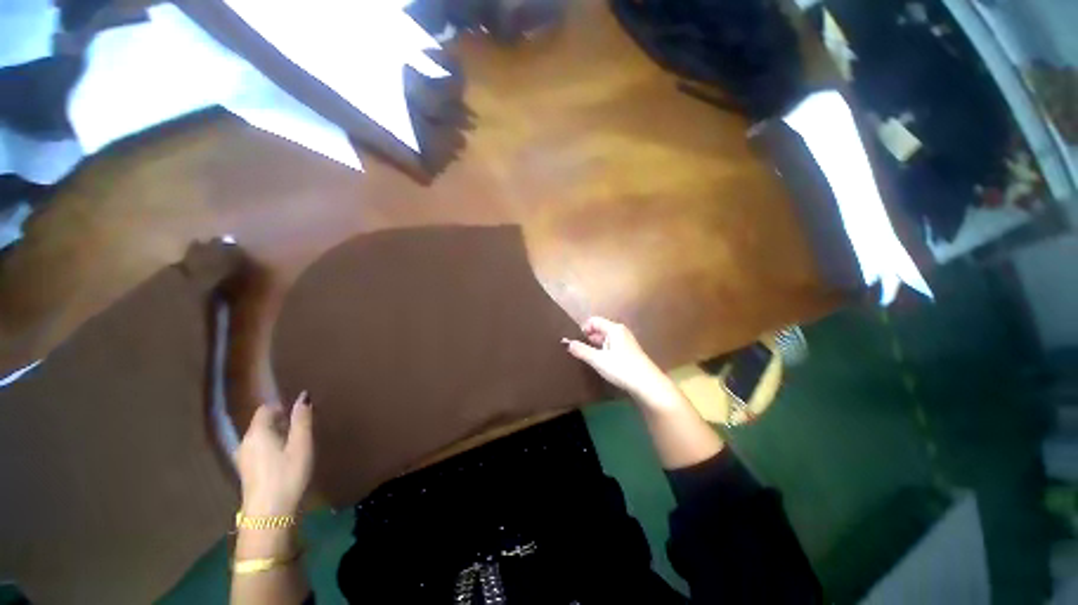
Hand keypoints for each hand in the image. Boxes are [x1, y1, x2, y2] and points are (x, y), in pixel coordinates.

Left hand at [235, 393, 313, 516]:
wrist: (269, 514)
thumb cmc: (287, 474)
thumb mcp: (301, 444)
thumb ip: (302, 420)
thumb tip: (303, 396)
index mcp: (257, 432)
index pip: (266, 409)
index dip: (283, 407)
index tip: (300, 414)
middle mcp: (245, 442)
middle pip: (262, 423)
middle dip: (281, 422)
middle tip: (302, 430)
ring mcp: (243, 458)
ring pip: (261, 438)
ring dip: (277, 436)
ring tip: (297, 445)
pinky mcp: (246, 472)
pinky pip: (259, 450)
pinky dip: (272, 448)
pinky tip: (285, 460)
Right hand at [563, 317, 671, 400]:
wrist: (647, 384)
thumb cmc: (621, 368)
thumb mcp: (598, 360)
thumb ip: (582, 350)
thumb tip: (567, 343)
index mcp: (614, 329)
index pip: (594, 321)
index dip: (584, 329)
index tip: (577, 342)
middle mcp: (621, 331)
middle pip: (600, 329)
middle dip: (589, 338)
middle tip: (580, 351)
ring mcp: (627, 341)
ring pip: (606, 339)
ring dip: (597, 346)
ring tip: (590, 358)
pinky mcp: (630, 352)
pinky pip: (612, 346)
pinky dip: (605, 351)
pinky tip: (603, 363)